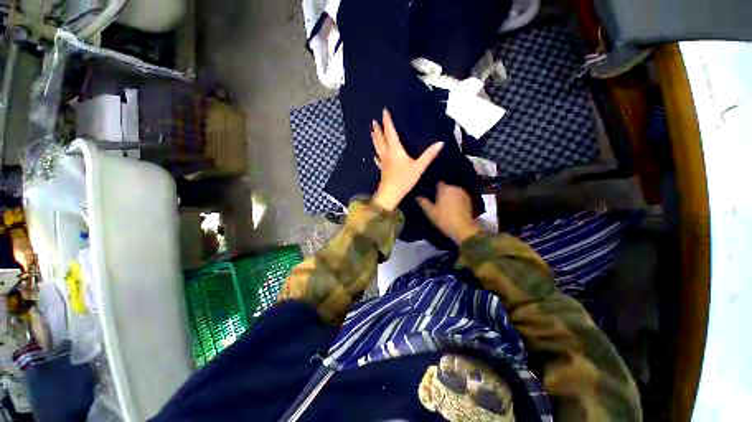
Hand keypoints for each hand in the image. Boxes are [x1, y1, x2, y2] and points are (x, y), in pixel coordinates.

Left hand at [371, 109, 443, 210]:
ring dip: (375, 139)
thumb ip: (428, 155)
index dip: (388, 121)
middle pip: (381, 139)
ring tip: (372, 132)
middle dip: (378, 129)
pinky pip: (378, 160)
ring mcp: (383, 162)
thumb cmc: (404, 180)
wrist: (390, 194)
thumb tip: (440, 143)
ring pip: (378, 147)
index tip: (384, 111)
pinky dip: (376, 155)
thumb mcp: (418, 167)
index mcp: (395, 150)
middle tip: (374, 121)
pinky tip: (375, 156)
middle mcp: (387, 154)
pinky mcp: (382, 169)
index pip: (390, 132)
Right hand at [417, 182, 481, 244]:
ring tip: (446, 205)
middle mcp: (455, 188)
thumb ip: (424, 203)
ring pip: (454, 192)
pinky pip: (460, 197)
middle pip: (447, 188)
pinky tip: (455, 208)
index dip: (435, 189)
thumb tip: (417, 197)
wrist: (463, 229)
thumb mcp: (430, 212)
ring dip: (451, 197)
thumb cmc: (444, 219)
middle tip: (438, 201)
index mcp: (445, 189)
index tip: (432, 195)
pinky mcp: (470, 200)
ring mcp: (464, 194)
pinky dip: (457, 201)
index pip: (439, 183)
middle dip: (443, 193)